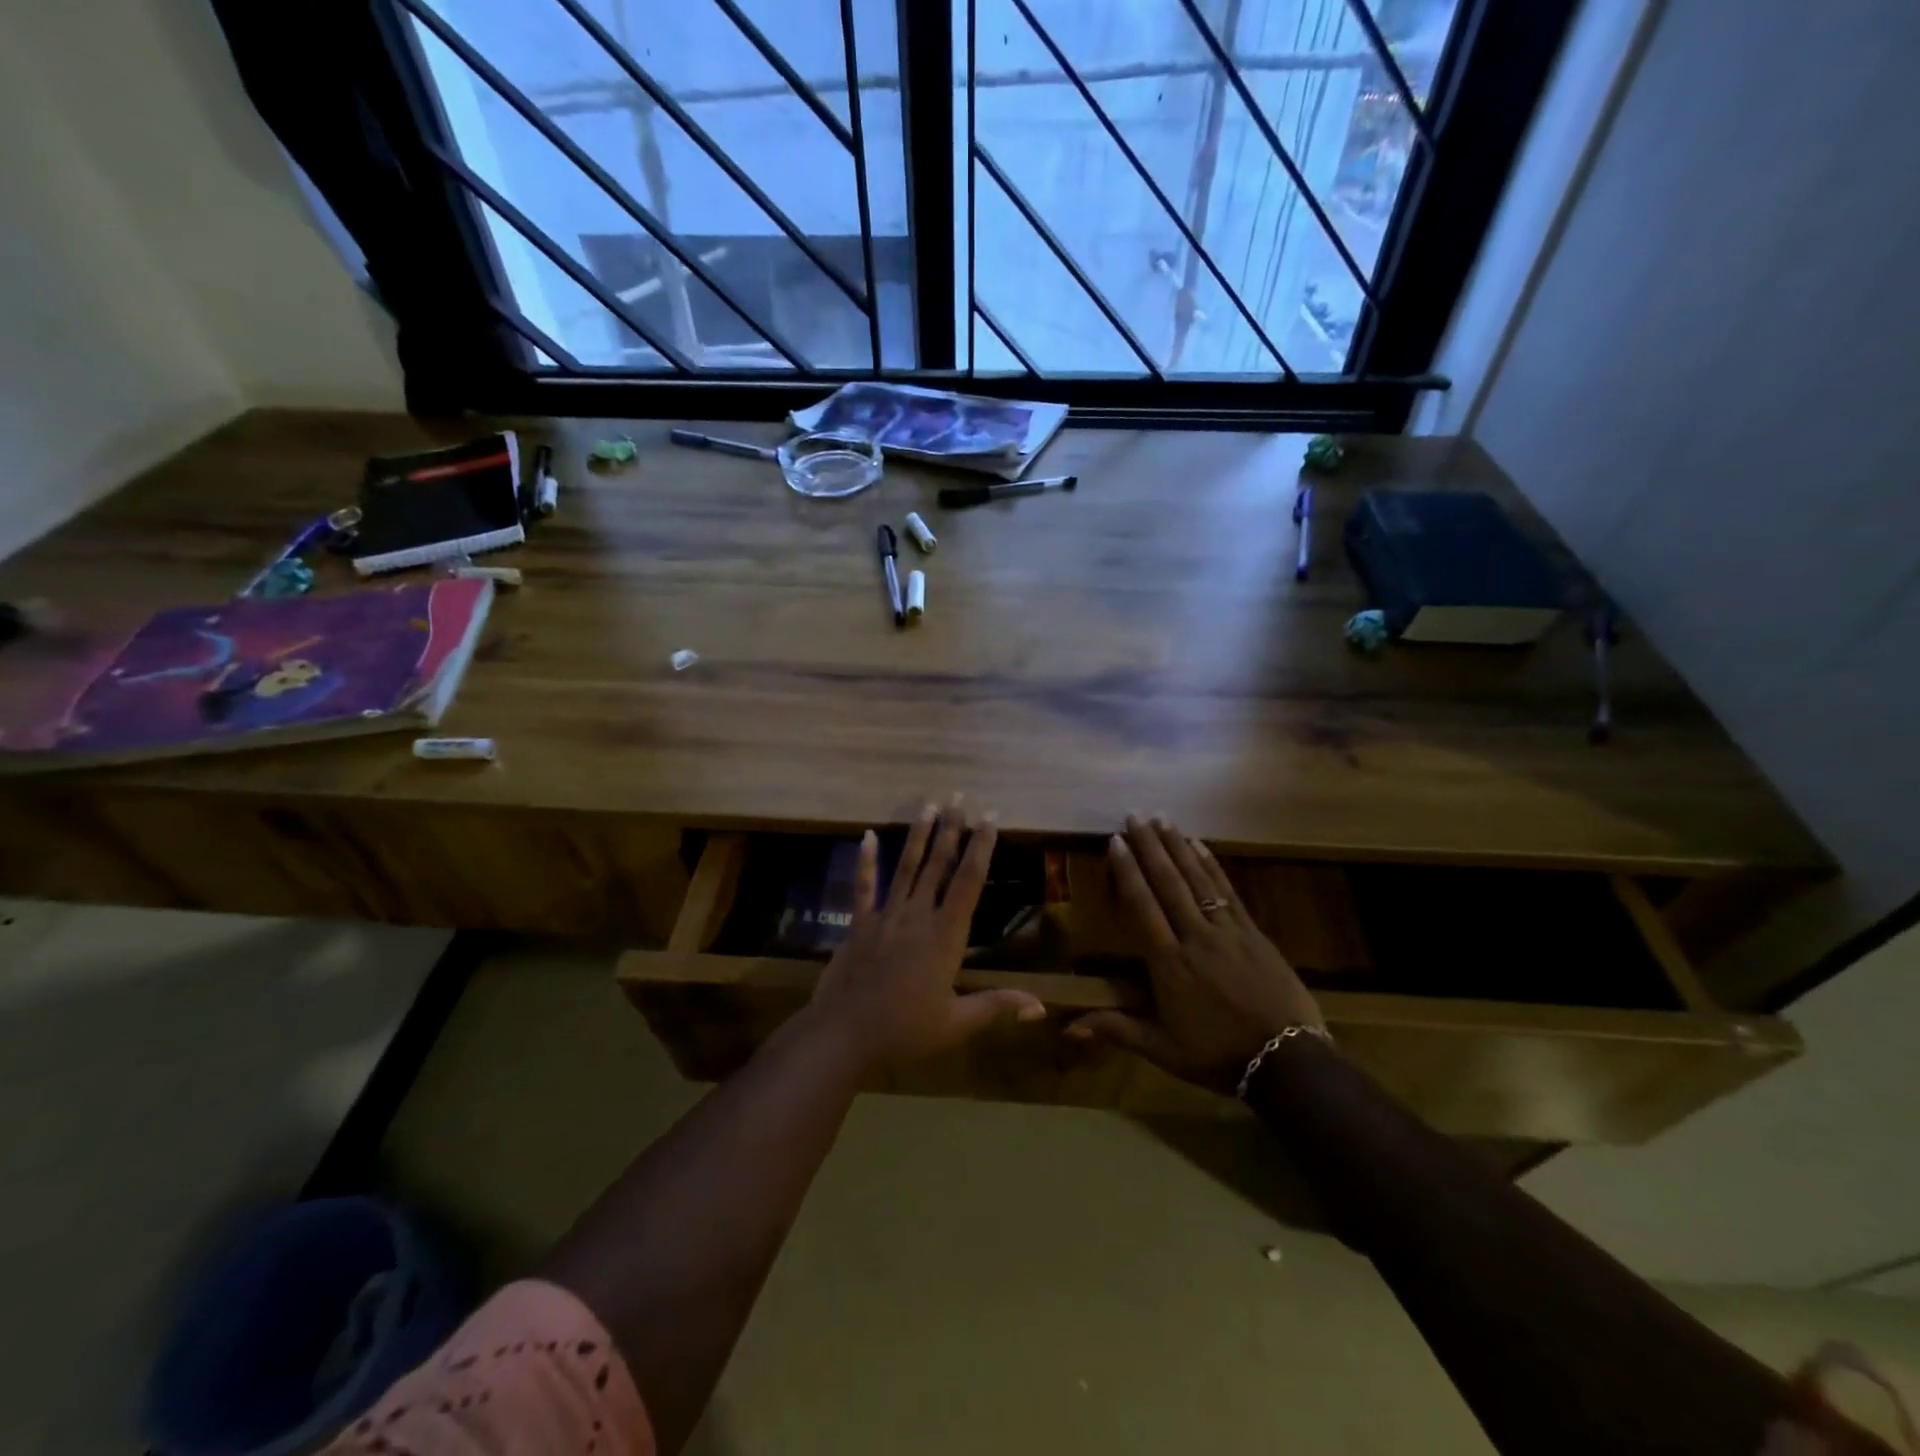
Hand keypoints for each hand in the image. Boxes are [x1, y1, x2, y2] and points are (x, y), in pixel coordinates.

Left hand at [807, 796, 1045, 1073]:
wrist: (844, 1036)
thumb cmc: (905, 1031)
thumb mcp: (956, 1024)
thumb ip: (997, 1006)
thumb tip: (1041, 1006)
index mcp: (946, 936)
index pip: (969, 881)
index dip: (981, 847)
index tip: (990, 817)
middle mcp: (918, 916)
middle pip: (938, 865)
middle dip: (952, 829)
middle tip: (959, 796)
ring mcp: (885, 917)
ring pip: (906, 867)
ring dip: (918, 836)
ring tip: (928, 806)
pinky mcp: (859, 925)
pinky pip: (863, 887)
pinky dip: (865, 862)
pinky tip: (865, 836)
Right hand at [1067, 815, 1325, 1091]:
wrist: (1288, 1060)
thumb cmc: (1218, 1056)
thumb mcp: (1163, 1049)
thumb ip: (1117, 1029)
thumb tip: (1068, 1026)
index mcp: (1169, 964)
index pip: (1143, 907)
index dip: (1128, 872)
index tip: (1116, 841)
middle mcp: (1195, 937)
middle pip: (1168, 883)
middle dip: (1149, 847)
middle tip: (1135, 815)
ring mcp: (1228, 931)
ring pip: (1198, 880)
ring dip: (1177, 847)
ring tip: (1161, 819)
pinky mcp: (1253, 932)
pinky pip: (1228, 891)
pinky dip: (1212, 865)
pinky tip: (1200, 845)